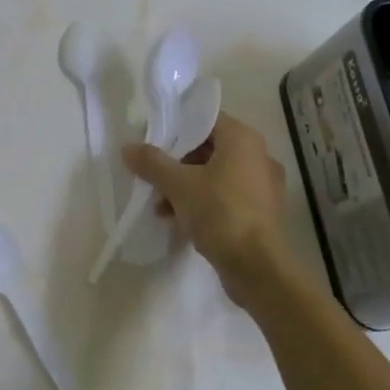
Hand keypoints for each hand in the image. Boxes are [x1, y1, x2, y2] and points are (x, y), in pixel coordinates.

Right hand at [123, 113, 290, 307]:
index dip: (177, 128)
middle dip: (177, 164)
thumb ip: (152, 163)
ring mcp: (262, 185)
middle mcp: (257, 156)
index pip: (204, 120)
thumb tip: (127, 147)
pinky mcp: (261, 212)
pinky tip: (178, 220)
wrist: (258, 269)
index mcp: (242, 139)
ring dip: (186, 187)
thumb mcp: (178, 185)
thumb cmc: (220, 213)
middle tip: (153, 177)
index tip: (153, 141)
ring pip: (215, 175)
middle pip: (208, 149)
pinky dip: (203, 203)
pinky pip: (226, 196)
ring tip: (160, 206)